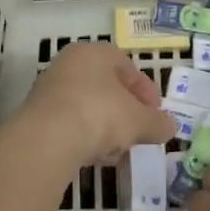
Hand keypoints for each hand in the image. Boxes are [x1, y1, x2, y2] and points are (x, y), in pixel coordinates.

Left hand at [17, 42, 175, 168]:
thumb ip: (157, 122)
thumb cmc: (100, 114)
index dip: (146, 92)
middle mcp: (69, 64)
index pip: (127, 66)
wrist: (48, 138)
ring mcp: (50, 89)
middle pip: (107, 89)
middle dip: (126, 115)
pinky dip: (85, 138)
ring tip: (116, 153)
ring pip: (89, 108)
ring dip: (106, 130)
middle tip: (138, 135)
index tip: (156, 115)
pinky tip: (94, 158)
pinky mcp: (38, 116)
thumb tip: (170, 126)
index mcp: (95, 53)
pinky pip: (70, 124)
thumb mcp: (139, 120)